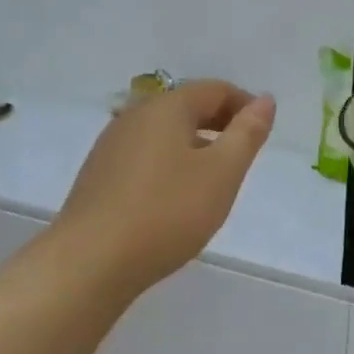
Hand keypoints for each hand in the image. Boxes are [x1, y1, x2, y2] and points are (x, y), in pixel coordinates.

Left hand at [61, 80, 275, 298]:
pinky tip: (176, 198)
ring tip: (214, 181)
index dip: (246, 105)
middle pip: (187, 107)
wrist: (89, 263)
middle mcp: (134, 117)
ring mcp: (111, 146)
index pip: (215, 89)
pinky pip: (146, 156)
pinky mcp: (99, 176)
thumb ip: (247, 133)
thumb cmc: (166, 212)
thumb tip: (265, 100)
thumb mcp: (222, 173)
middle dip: (221, 124)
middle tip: (244, 156)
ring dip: (196, 146)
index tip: (264, 133)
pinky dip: (171, 164)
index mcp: (166, 108)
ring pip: (165, 133)